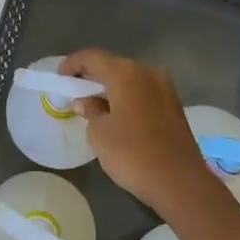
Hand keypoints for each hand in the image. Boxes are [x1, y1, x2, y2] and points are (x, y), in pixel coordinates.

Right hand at [60, 49, 220, 221]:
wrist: (180, 182)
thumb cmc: (133, 154)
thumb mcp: (99, 134)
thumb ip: (90, 111)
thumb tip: (86, 102)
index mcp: (125, 72)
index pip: (92, 57)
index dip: (72, 64)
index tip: (59, 77)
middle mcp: (147, 71)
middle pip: (113, 65)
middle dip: (92, 76)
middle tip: (74, 91)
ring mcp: (165, 87)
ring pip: (130, 79)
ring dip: (111, 87)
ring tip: (94, 104)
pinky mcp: (174, 104)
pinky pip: (143, 92)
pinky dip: (127, 97)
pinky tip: (117, 114)